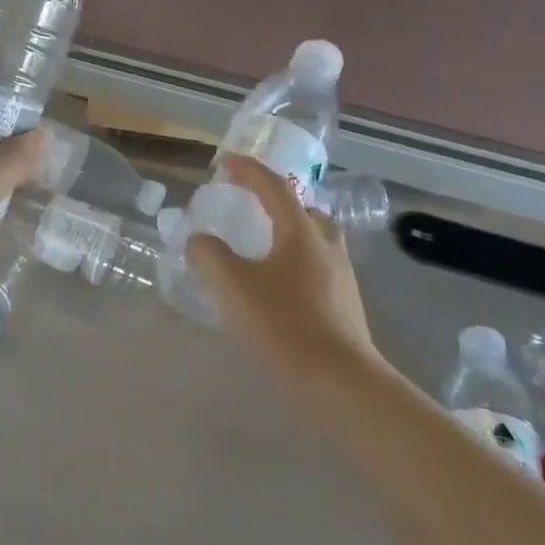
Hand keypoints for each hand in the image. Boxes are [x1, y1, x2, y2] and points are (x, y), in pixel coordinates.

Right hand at [187, 157, 381, 385]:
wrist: (339, 381)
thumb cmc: (282, 324)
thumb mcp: (231, 285)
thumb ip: (209, 255)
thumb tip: (200, 239)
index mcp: (300, 232)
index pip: (273, 186)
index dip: (248, 170)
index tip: (225, 162)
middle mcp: (326, 246)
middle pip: (303, 209)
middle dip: (276, 201)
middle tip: (249, 205)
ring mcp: (341, 276)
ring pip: (315, 239)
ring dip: (289, 232)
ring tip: (261, 246)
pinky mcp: (345, 304)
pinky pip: (317, 266)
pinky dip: (295, 261)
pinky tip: (277, 286)